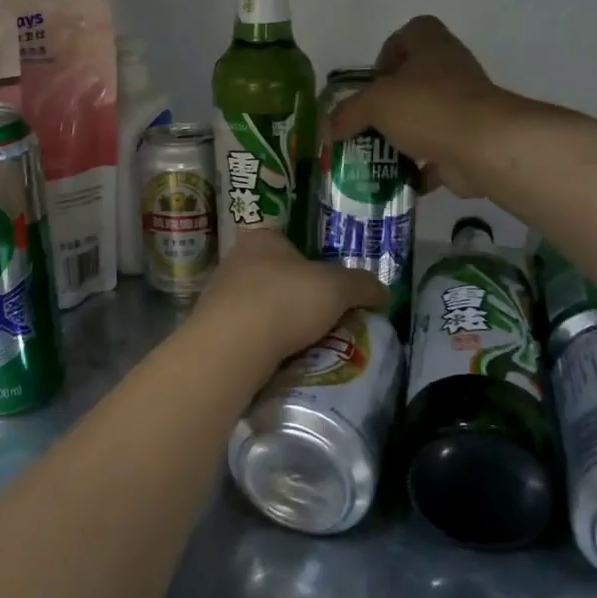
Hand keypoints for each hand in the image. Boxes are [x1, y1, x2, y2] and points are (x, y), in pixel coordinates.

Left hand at [187, 230, 385, 369]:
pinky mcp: (212, 328)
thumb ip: (362, 285)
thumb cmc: (284, 301)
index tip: (331, 291)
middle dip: (298, 297)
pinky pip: (246, 332)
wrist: (230, 348)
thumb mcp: (337, 288)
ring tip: (304, 344)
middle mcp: (235, 260)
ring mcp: (219, 294)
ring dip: (279, 322)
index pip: (292, 245)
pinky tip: (278, 358)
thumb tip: (384, 293)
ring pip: (260, 305)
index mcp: (262, 239)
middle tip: (324, 320)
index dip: (314, 266)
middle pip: (276, 276)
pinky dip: (263, 343)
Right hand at [328, 16, 519, 197]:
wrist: (483, 147)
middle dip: (389, 102)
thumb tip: (328, 129)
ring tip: (373, 154)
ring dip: (401, 136)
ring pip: (426, 118)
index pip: (413, 32)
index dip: (390, 49)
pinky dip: (418, 170)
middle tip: (366, 122)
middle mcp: (452, 72)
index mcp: (433, 48)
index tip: (373, 78)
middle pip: (417, 79)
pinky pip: (437, 155)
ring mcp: (464, 109)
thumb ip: (348, 113)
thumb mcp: (375, 103)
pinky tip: (395, 181)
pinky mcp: (468, 143)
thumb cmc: (427, 107)